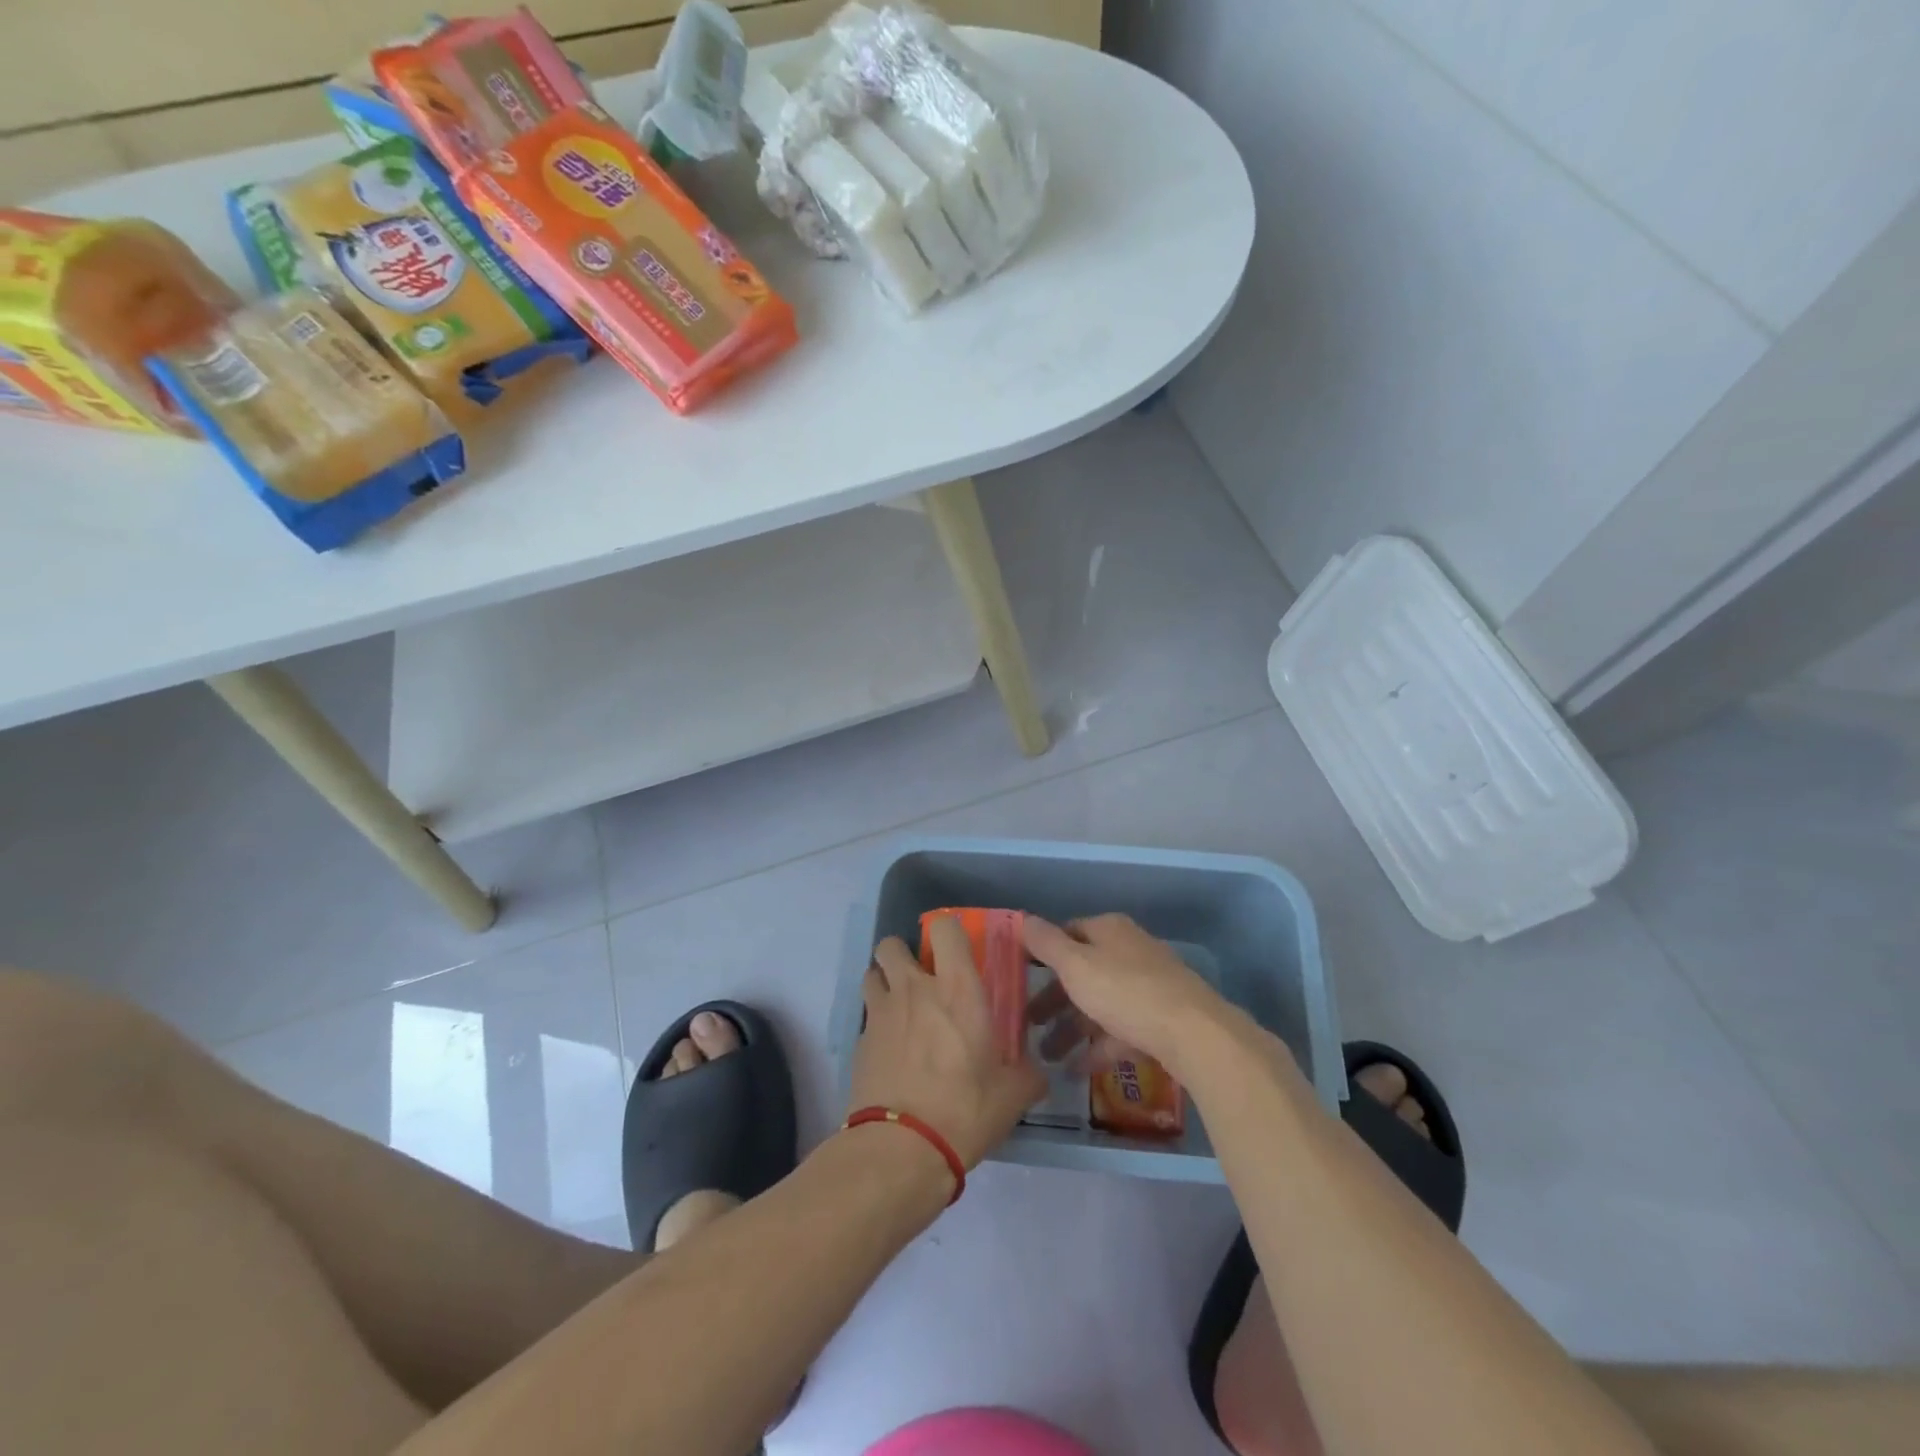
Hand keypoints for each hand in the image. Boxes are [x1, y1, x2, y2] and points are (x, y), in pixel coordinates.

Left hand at [849, 923, 1046, 1171]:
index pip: (945, 928)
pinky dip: (877, 1024)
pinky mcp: (860, 1042)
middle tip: (921, 980)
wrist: (902, 1149)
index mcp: (957, 989)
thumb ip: (1028, 1075)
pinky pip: (867, 1016)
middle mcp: (915, 989)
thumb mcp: (1012, 1095)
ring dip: (884, 982)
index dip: (949, 931)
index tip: (956, 951)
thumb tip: (1038, 1073)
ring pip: (871, 973)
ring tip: (901, 1009)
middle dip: (902, 954)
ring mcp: (881, 1013)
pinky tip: (891, 1051)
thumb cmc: (965, 1110)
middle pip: (891, 944)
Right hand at [1024, 914, 1244, 1079]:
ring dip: (1072, 1028)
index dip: (1042, 951)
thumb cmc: (1125, 991)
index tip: (1019, 975)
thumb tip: (1022, 919)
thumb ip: (1046, 943)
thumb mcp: (1075, 965)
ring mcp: (1148, 986)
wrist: (1194, 1034)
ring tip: (1047, 1055)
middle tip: (1028, 1022)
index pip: (1068, 931)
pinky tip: (1077, 1070)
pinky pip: (1120, 1031)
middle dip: (1053, 999)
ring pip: (1100, 1003)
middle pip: (1083, 971)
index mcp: (1110, 931)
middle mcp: (1129, 951)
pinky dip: (1098, 1047)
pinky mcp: (1161, 1020)